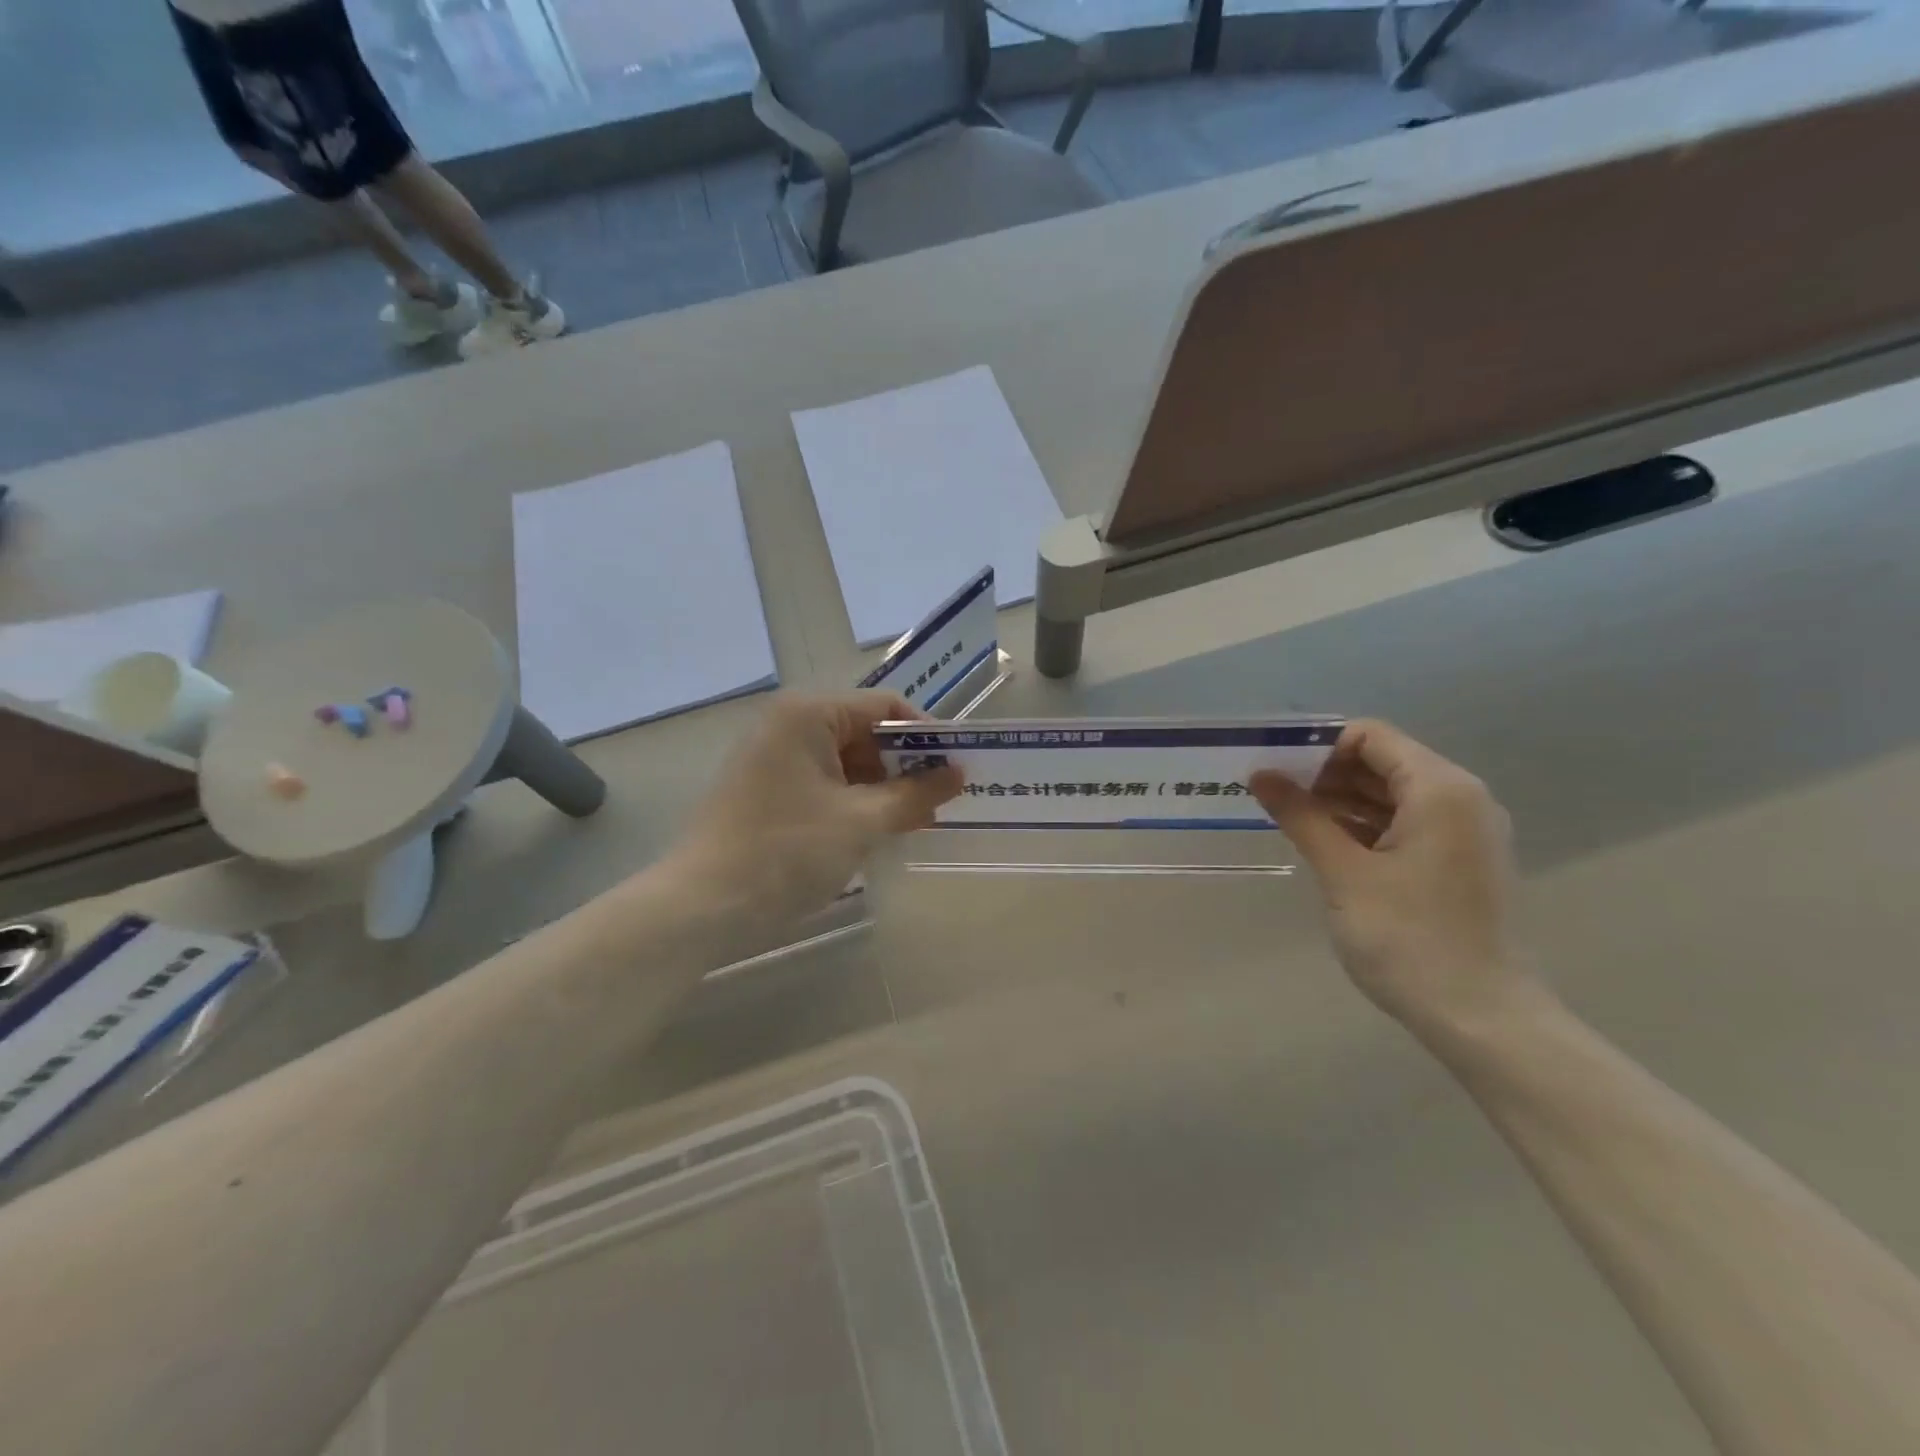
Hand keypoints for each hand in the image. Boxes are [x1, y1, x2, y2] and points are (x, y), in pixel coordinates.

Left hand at [665, 692, 962, 928]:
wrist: (701, 906)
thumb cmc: (787, 851)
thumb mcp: (862, 822)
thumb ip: (915, 794)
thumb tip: (958, 775)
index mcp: (809, 714)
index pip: (885, 707)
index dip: (927, 736)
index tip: (958, 770)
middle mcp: (788, 724)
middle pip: (864, 732)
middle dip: (905, 766)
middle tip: (941, 802)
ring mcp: (772, 757)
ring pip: (845, 761)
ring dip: (882, 788)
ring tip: (915, 822)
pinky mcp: (765, 789)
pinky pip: (824, 783)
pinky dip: (853, 802)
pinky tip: (876, 831)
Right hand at [1252, 720, 1532, 1035]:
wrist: (1482, 1018)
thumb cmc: (1408, 937)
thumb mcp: (1343, 872)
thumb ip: (1301, 815)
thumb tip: (1261, 774)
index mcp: (1440, 789)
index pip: (1371, 736)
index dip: (1319, 747)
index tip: (1277, 772)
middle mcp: (1461, 799)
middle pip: (1383, 762)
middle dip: (1326, 774)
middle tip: (1275, 797)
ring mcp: (1465, 833)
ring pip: (1393, 795)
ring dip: (1342, 801)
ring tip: (1293, 821)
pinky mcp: (1460, 862)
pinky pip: (1406, 824)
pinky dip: (1366, 827)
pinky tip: (1327, 846)